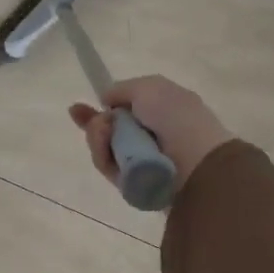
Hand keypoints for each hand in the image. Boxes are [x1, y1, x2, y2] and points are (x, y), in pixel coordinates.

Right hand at [68, 75, 231, 192]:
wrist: (197, 163)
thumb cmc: (177, 118)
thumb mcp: (150, 88)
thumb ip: (122, 89)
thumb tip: (105, 99)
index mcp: (161, 111)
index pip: (125, 109)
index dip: (102, 109)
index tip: (76, 110)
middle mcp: (151, 136)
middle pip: (109, 131)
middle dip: (96, 126)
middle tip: (101, 126)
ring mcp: (142, 161)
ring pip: (105, 149)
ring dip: (98, 139)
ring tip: (106, 136)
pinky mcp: (134, 184)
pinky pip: (109, 168)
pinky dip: (104, 157)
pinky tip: (109, 151)